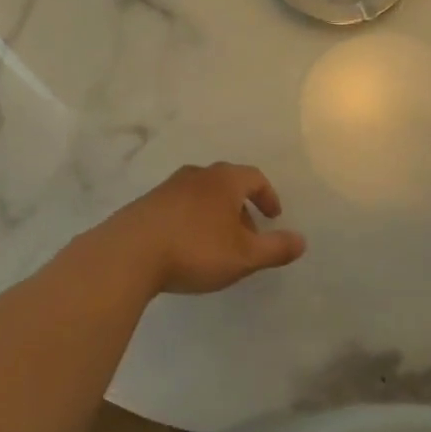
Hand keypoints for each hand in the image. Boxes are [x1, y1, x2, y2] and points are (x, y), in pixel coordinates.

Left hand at [78, 162, 306, 295]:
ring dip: (215, 214)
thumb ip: (275, 248)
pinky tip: (186, 246)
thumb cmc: (195, 249)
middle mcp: (197, 175)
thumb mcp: (244, 256)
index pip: (254, 178)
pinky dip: (191, 220)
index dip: (268, 196)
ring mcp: (168, 187)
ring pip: (201, 195)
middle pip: (227, 184)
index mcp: (224, 180)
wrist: (129, 253)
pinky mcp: (146, 204)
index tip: (274, 216)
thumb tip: (302, 240)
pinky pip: (179, 206)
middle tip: (248, 234)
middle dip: (241, 207)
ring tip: (217, 243)